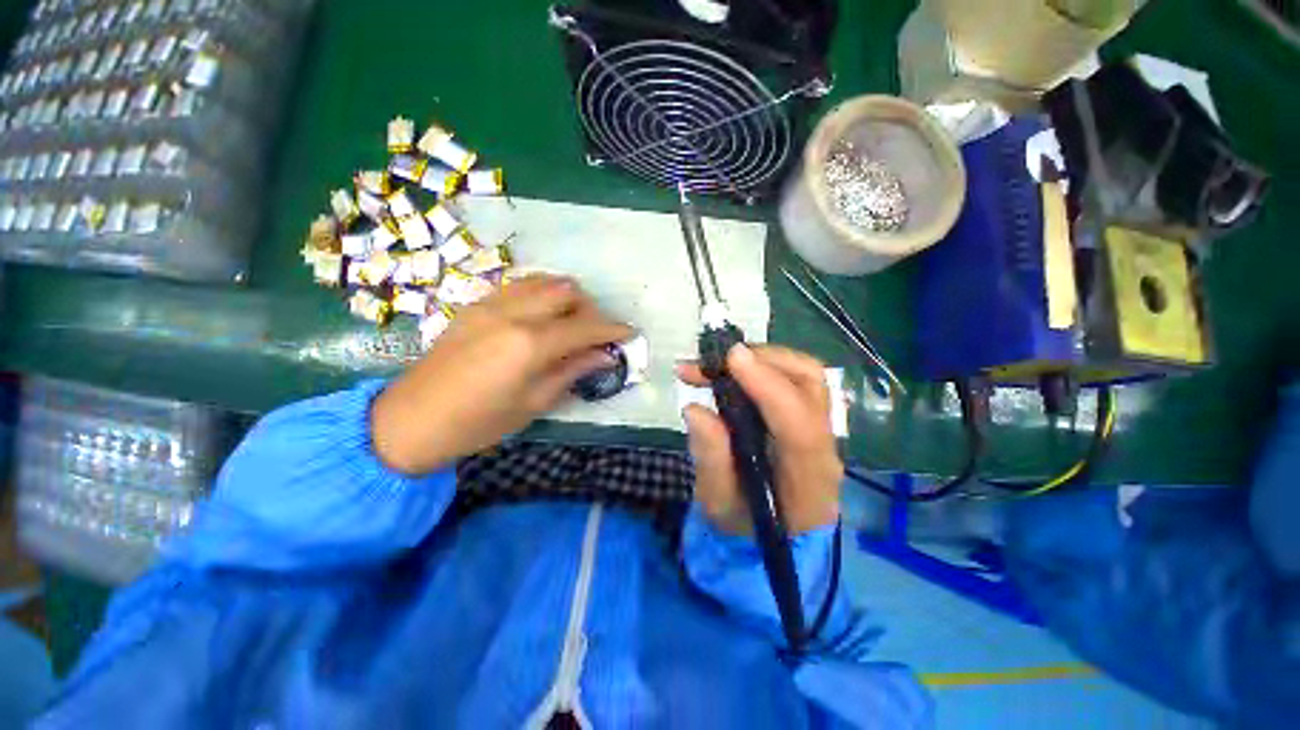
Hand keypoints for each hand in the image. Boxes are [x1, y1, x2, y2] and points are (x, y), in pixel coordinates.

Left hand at [372, 275, 632, 474]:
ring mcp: (491, 304)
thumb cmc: (479, 423)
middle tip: (594, 334)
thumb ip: (572, 371)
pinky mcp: (476, 305)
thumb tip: (605, 355)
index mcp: (529, 344)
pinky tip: (541, 318)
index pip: (585, 327)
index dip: (612, 329)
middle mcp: (513, 313)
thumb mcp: (534, 403)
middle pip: (567, 291)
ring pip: (543, 281)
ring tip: (570, 323)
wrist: (411, 419)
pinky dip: (541, 295)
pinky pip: (519, 286)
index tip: (630, 333)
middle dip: (590, 308)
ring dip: (566, 297)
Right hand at [678, 345, 841, 535]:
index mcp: (808, 479)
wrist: (767, 538)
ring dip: (760, 359)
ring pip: (803, 375)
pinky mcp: (806, 418)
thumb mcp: (718, 503)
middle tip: (716, 360)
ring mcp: (819, 429)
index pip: (799, 424)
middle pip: (810, 385)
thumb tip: (695, 408)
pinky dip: (760, 366)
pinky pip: (791, 380)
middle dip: (763, 360)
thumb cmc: (741, 525)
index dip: (767, 386)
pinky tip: (730, 372)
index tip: (731, 359)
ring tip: (716, 364)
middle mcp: (824, 447)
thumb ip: (711, 459)